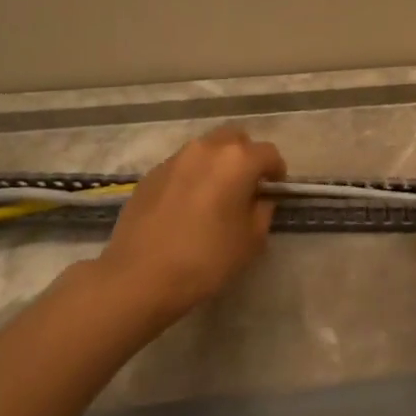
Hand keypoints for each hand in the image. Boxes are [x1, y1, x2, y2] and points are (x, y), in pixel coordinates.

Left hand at [96, 127, 285, 326]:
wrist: (139, 276)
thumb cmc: (205, 259)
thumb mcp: (251, 241)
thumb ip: (262, 211)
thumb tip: (259, 199)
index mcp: (236, 160)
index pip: (269, 153)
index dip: (276, 171)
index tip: (274, 190)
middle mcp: (205, 149)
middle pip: (235, 139)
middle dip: (246, 157)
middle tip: (246, 186)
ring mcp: (173, 160)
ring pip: (205, 150)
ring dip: (217, 165)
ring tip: (216, 196)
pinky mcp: (150, 175)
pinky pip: (181, 167)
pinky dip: (192, 177)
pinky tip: (187, 207)